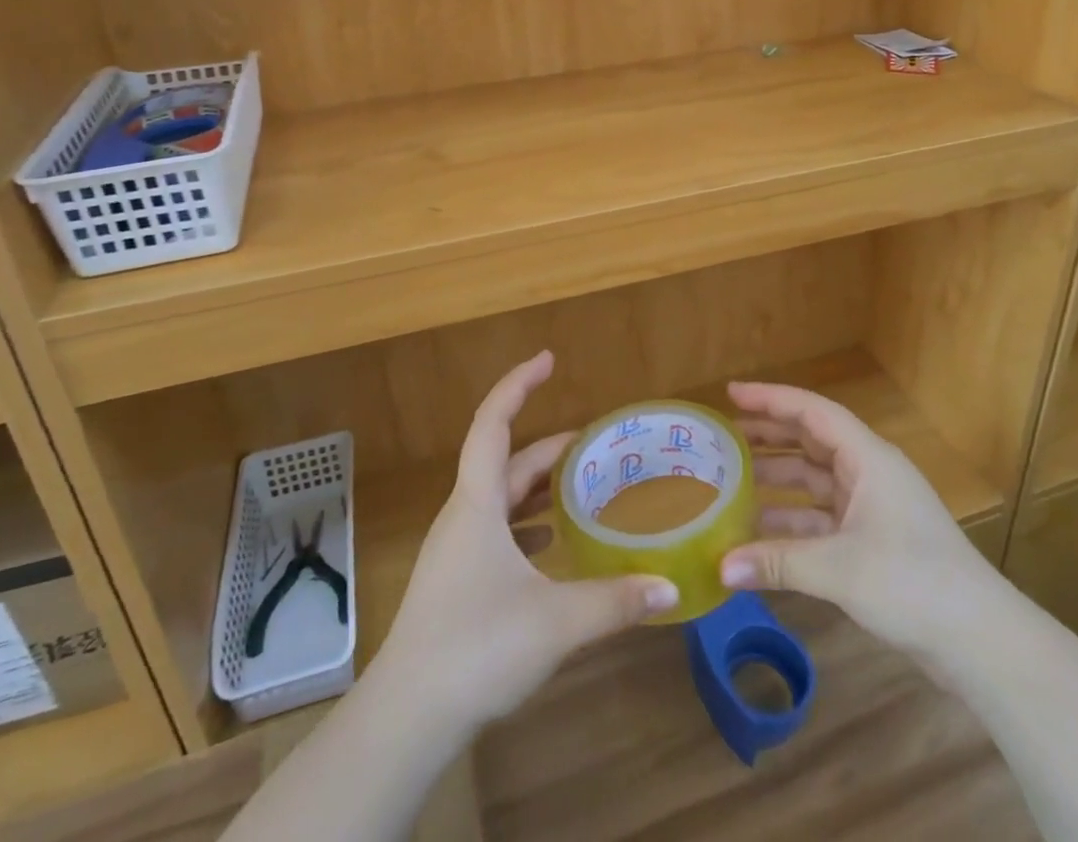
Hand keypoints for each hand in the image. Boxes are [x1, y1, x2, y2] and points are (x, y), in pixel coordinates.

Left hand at [373, 351, 679, 731]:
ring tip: (580, 485)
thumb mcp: (555, 622)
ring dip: (537, 485)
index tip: (548, 359)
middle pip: (504, 461)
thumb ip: (616, 601)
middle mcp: (462, 516)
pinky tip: (553, 544)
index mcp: (476, 503)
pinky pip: (496, 531)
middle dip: (547, 447)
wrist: (407, 717)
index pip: (493, 423)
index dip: (518, 384)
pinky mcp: (456, 581)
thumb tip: (671, 587)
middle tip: (593, 443)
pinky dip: (526, 523)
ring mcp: (455, 550)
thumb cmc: (476, 647)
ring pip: (499, 498)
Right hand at [720, 381, 994, 655]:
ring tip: (731, 483)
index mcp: (868, 458)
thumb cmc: (913, 583)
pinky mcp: (873, 543)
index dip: (770, 398)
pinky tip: (759, 535)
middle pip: (811, 441)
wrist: (983, 643)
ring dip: (777, 482)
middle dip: (768, 437)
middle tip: (724, 438)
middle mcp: (869, 474)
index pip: (812, 411)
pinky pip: (822, 519)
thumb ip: (777, 562)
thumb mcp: (840, 569)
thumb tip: (719, 568)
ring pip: (814, 482)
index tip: (731, 393)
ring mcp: (872, 509)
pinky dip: (792, 522)